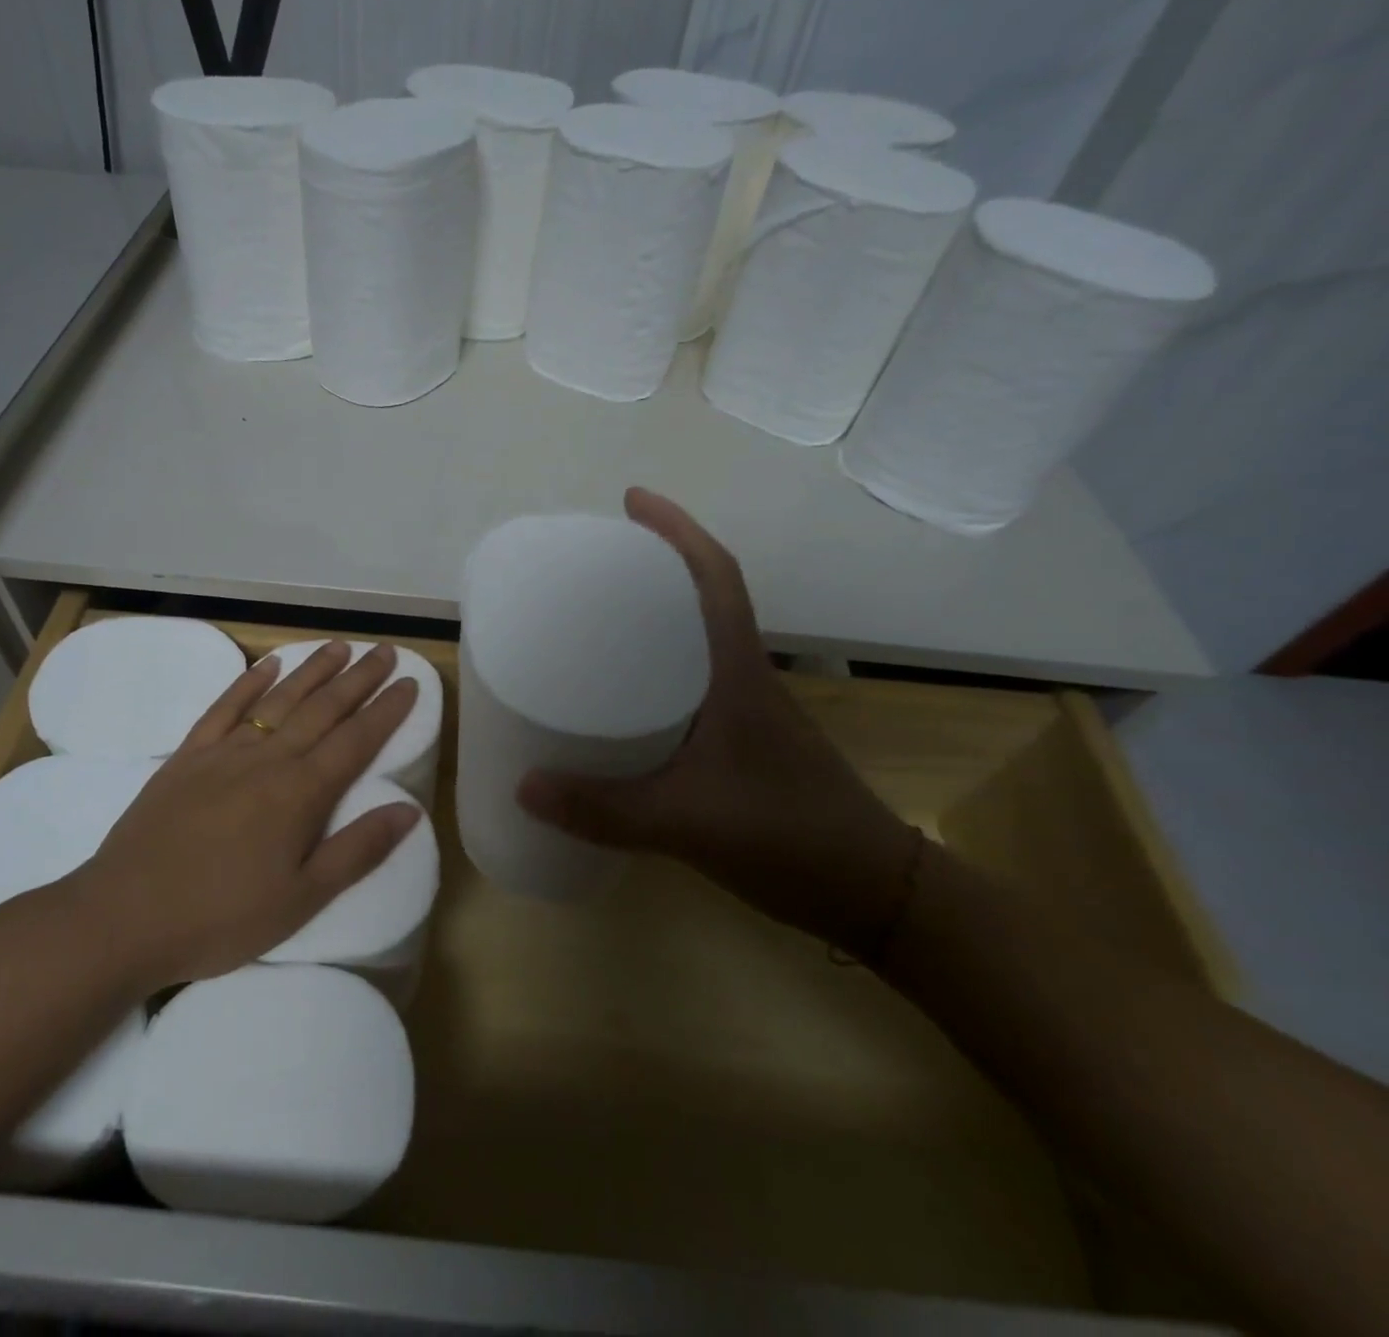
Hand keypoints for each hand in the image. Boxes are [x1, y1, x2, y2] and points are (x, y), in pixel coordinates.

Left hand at [67, 641, 421, 988]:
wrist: (123, 917)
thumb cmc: (220, 917)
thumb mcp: (301, 899)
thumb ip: (357, 850)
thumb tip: (409, 810)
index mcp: (301, 793)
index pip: (356, 740)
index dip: (387, 711)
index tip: (411, 683)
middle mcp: (268, 759)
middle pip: (323, 709)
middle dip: (359, 678)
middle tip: (385, 651)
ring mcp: (224, 752)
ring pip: (279, 699)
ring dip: (312, 670)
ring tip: (340, 647)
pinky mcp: (188, 756)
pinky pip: (224, 707)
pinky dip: (249, 681)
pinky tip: (268, 664)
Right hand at [517, 487, 922, 950]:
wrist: (873, 893)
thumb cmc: (790, 839)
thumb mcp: (687, 824)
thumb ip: (603, 809)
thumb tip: (523, 785)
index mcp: (737, 673)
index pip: (715, 578)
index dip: (676, 530)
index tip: (631, 501)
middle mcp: (742, 678)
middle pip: (700, 598)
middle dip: (652, 566)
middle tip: (589, 565)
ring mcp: (746, 710)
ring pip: (695, 642)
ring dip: (653, 618)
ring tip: (592, 620)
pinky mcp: (740, 741)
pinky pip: (689, 685)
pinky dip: (654, 672)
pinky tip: (618, 700)